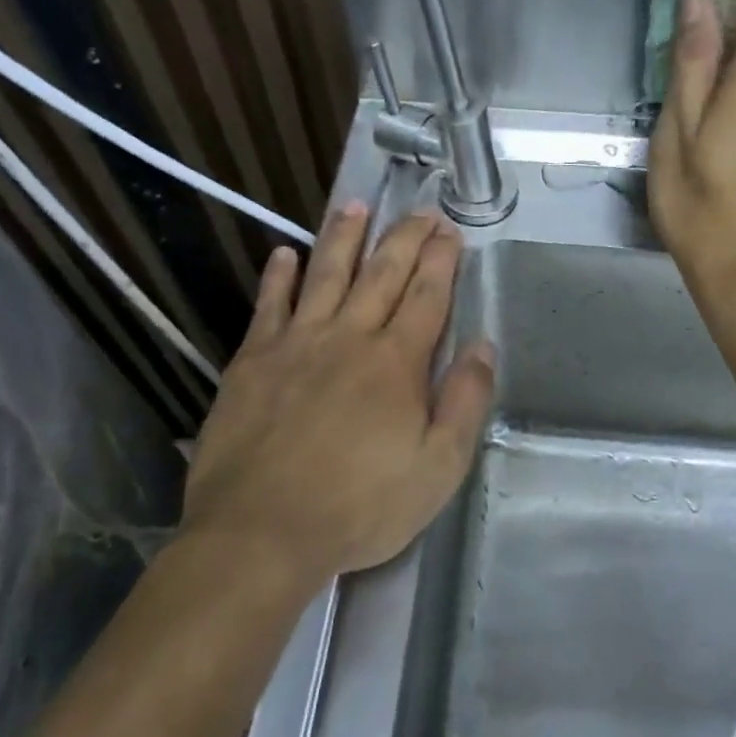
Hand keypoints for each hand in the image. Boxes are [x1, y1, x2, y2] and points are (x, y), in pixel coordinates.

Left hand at [180, 203, 496, 587]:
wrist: (261, 531)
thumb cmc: (360, 507)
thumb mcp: (438, 468)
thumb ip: (465, 402)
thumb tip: (483, 346)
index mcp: (396, 363)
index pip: (426, 297)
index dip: (441, 260)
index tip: (449, 229)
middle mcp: (348, 338)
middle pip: (381, 275)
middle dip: (404, 238)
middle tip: (419, 210)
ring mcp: (296, 344)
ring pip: (325, 275)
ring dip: (344, 238)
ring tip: (356, 205)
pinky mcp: (252, 362)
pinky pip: (268, 306)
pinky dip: (278, 277)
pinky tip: (284, 254)